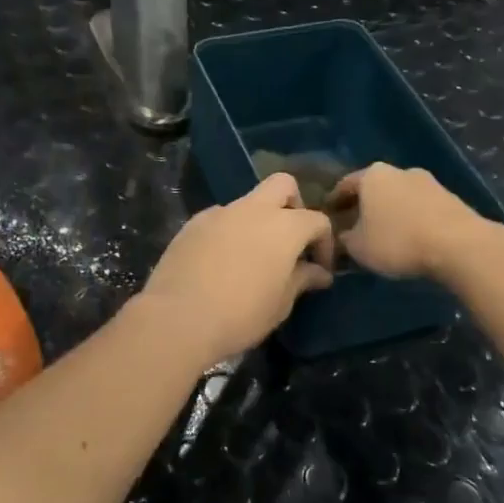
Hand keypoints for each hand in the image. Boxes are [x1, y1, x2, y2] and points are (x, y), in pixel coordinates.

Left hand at [133, 174, 335, 367]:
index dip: (324, 243)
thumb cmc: (241, 314)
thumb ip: (302, 279)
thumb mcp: (281, 303)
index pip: (317, 220)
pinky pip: (219, 218)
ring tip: (252, 257)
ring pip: (247, 202)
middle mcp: (252, 209)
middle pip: (283, 185)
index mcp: (284, 226)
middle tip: (290, 240)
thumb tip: (319, 272)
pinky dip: (228, 231)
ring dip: (257, 221)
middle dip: (293, 204)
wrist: (178, 317)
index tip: (319, 268)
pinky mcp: (192, 224)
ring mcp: (219, 213)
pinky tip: (221, 261)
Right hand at [329, 163, 484, 278]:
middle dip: (364, 206)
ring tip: (384, 235)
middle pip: (374, 188)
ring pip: (399, 196)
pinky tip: (411, 238)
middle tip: (354, 226)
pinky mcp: (451, 198)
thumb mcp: (358, 247)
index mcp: (372, 175)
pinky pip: (421, 207)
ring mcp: (428, 182)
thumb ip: (344, 240)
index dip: (334, 203)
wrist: (460, 245)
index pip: (344, 185)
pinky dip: (412, 219)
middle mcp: (399, 171)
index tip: (328, 218)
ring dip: (390, 212)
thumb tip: (341, 237)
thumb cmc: (398, 241)